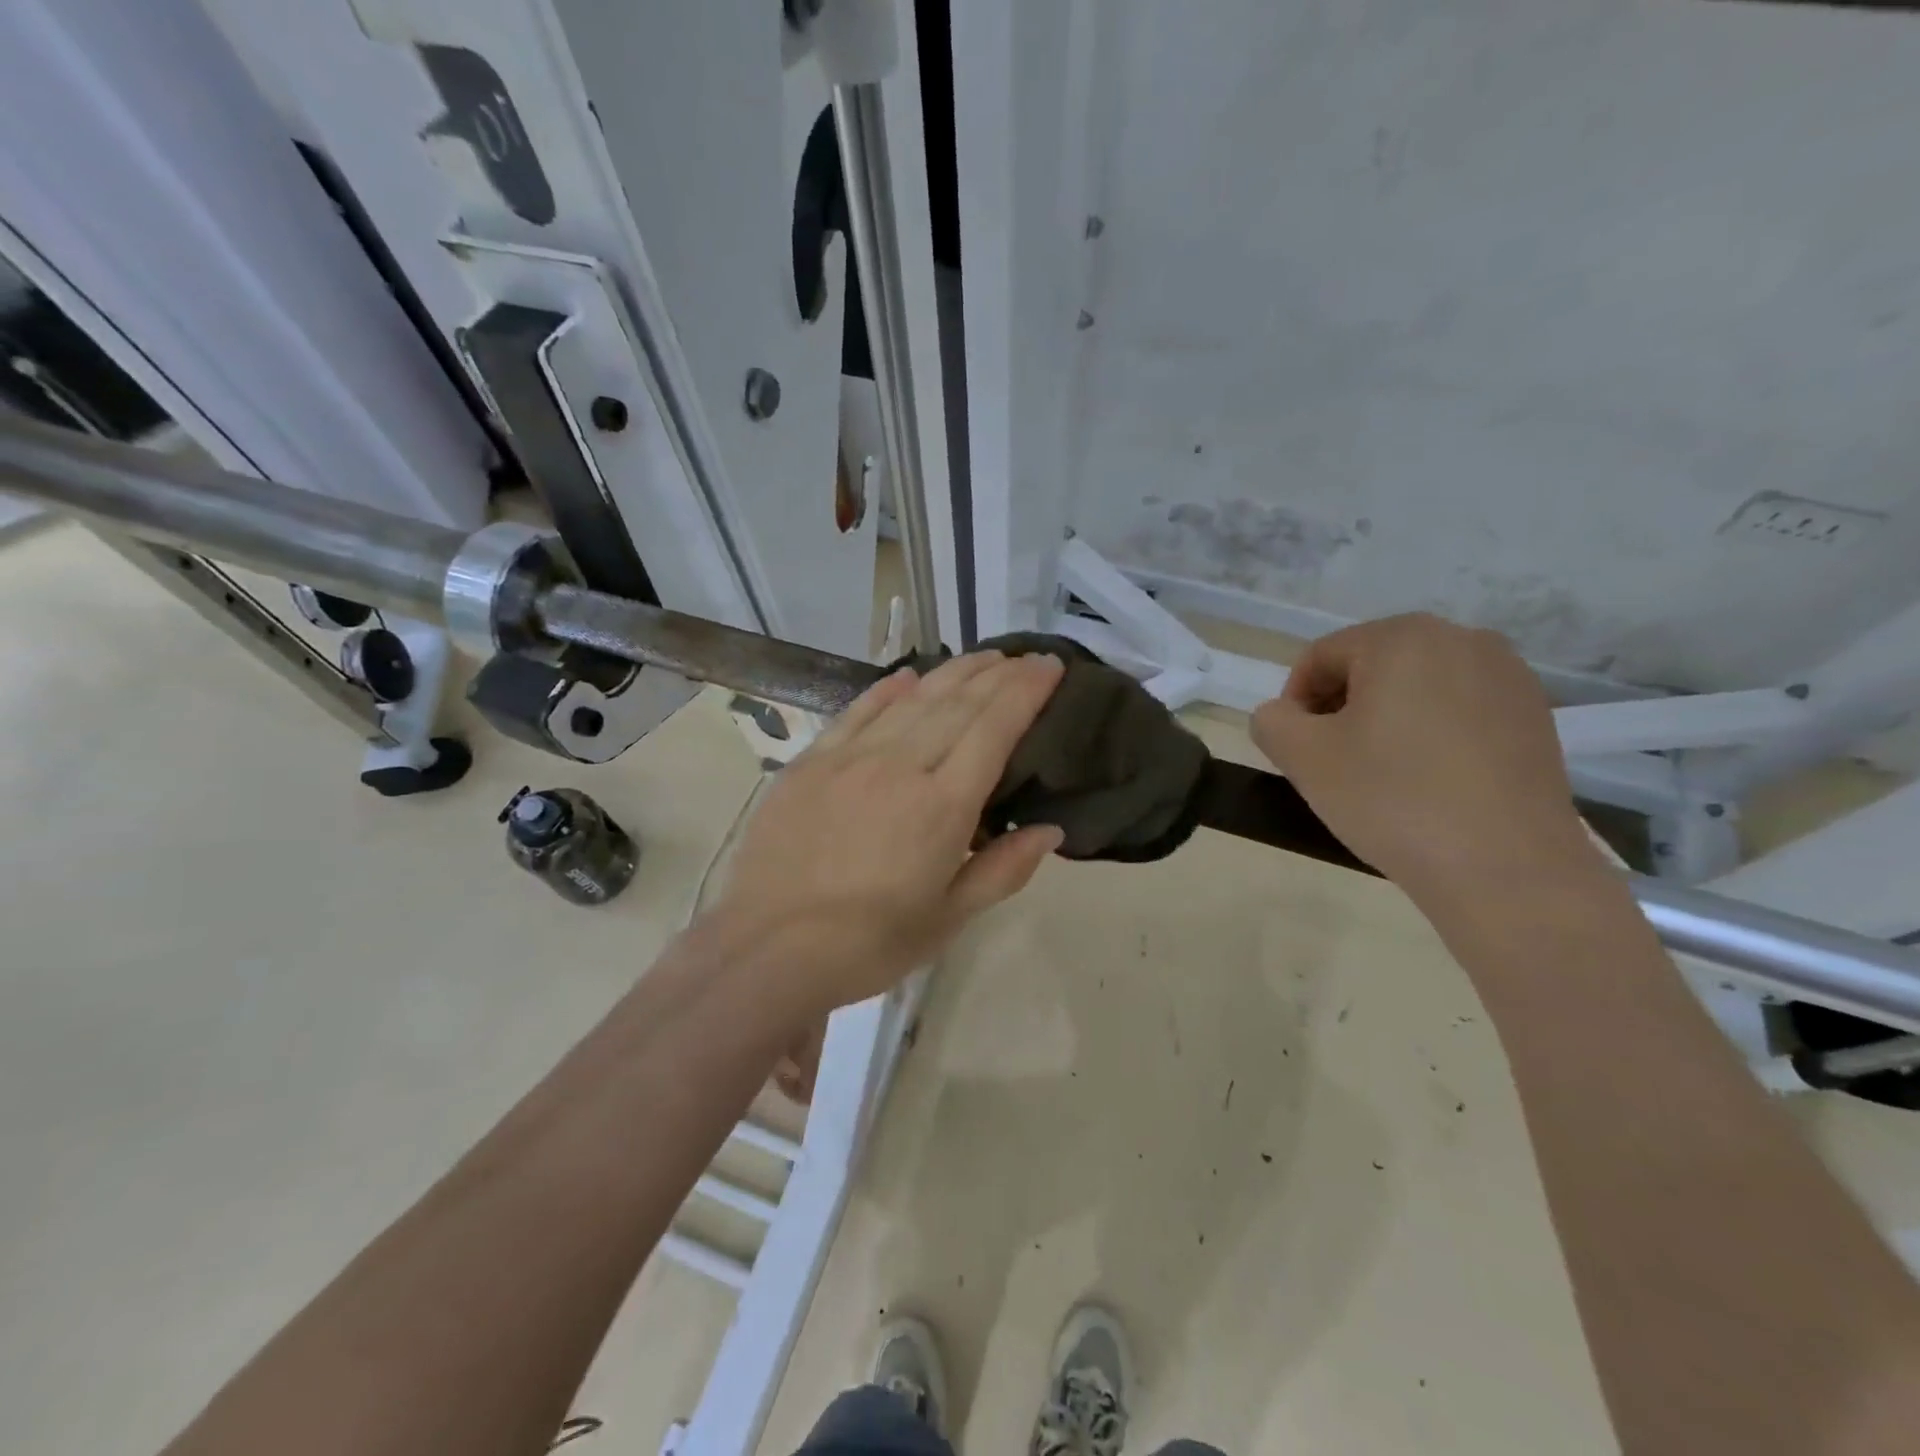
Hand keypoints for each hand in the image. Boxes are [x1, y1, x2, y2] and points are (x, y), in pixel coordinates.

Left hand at [704, 651, 1066, 1016]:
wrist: (768, 948)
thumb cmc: (869, 943)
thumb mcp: (947, 919)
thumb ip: (1003, 870)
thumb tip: (1049, 829)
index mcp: (942, 806)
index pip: (994, 729)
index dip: (1026, 691)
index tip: (1049, 665)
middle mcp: (900, 767)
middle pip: (957, 705)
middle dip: (997, 675)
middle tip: (1024, 657)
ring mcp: (850, 759)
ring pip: (912, 700)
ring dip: (952, 673)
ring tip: (983, 658)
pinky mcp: (811, 762)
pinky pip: (857, 712)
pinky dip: (887, 690)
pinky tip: (908, 676)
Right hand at [1251, 614, 1604, 898]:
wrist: (1506, 868)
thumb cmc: (1392, 799)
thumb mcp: (1303, 758)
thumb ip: (1272, 721)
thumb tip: (1282, 714)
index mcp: (1402, 637)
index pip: (1321, 657)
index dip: (1294, 701)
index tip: (1293, 749)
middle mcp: (1462, 639)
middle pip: (1371, 665)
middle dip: (1340, 708)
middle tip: (1330, 761)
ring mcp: (1508, 676)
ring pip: (1416, 687)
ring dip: (1384, 720)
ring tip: (1379, 773)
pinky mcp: (1535, 715)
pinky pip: (1459, 710)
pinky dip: (1430, 733)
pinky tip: (1427, 780)